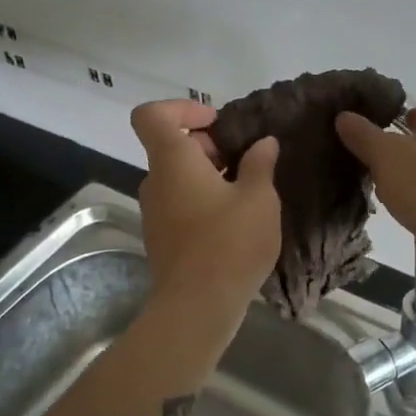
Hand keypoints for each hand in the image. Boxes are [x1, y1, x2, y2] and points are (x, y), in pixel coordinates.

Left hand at [130, 100, 280, 321]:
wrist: (197, 308)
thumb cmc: (229, 243)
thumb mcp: (259, 198)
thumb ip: (260, 164)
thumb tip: (263, 144)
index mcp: (172, 161)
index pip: (152, 115)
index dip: (181, 108)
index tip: (216, 122)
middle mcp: (155, 182)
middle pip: (171, 146)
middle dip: (209, 145)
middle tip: (246, 161)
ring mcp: (155, 213)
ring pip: (178, 178)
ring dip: (209, 175)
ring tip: (248, 192)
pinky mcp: (162, 238)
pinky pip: (180, 204)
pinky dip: (203, 200)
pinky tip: (235, 221)